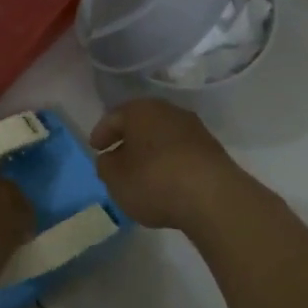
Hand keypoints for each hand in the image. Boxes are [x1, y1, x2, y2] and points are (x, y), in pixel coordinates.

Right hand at [91, 99, 246, 231]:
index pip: (114, 116)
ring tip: (141, 172)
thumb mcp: (115, 178)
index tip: (95, 148)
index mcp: (141, 110)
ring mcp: (194, 129)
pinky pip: (181, 152)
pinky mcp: (212, 150)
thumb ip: (106, 166)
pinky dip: (169, 162)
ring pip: (163, 136)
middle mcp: (169, 111)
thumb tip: (111, 159)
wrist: (212, 197)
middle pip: (142, 123)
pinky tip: (165, 180)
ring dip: (151, 151)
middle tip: (117, 157)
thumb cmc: (154, 181)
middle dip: (129, 140)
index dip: (101, 133)